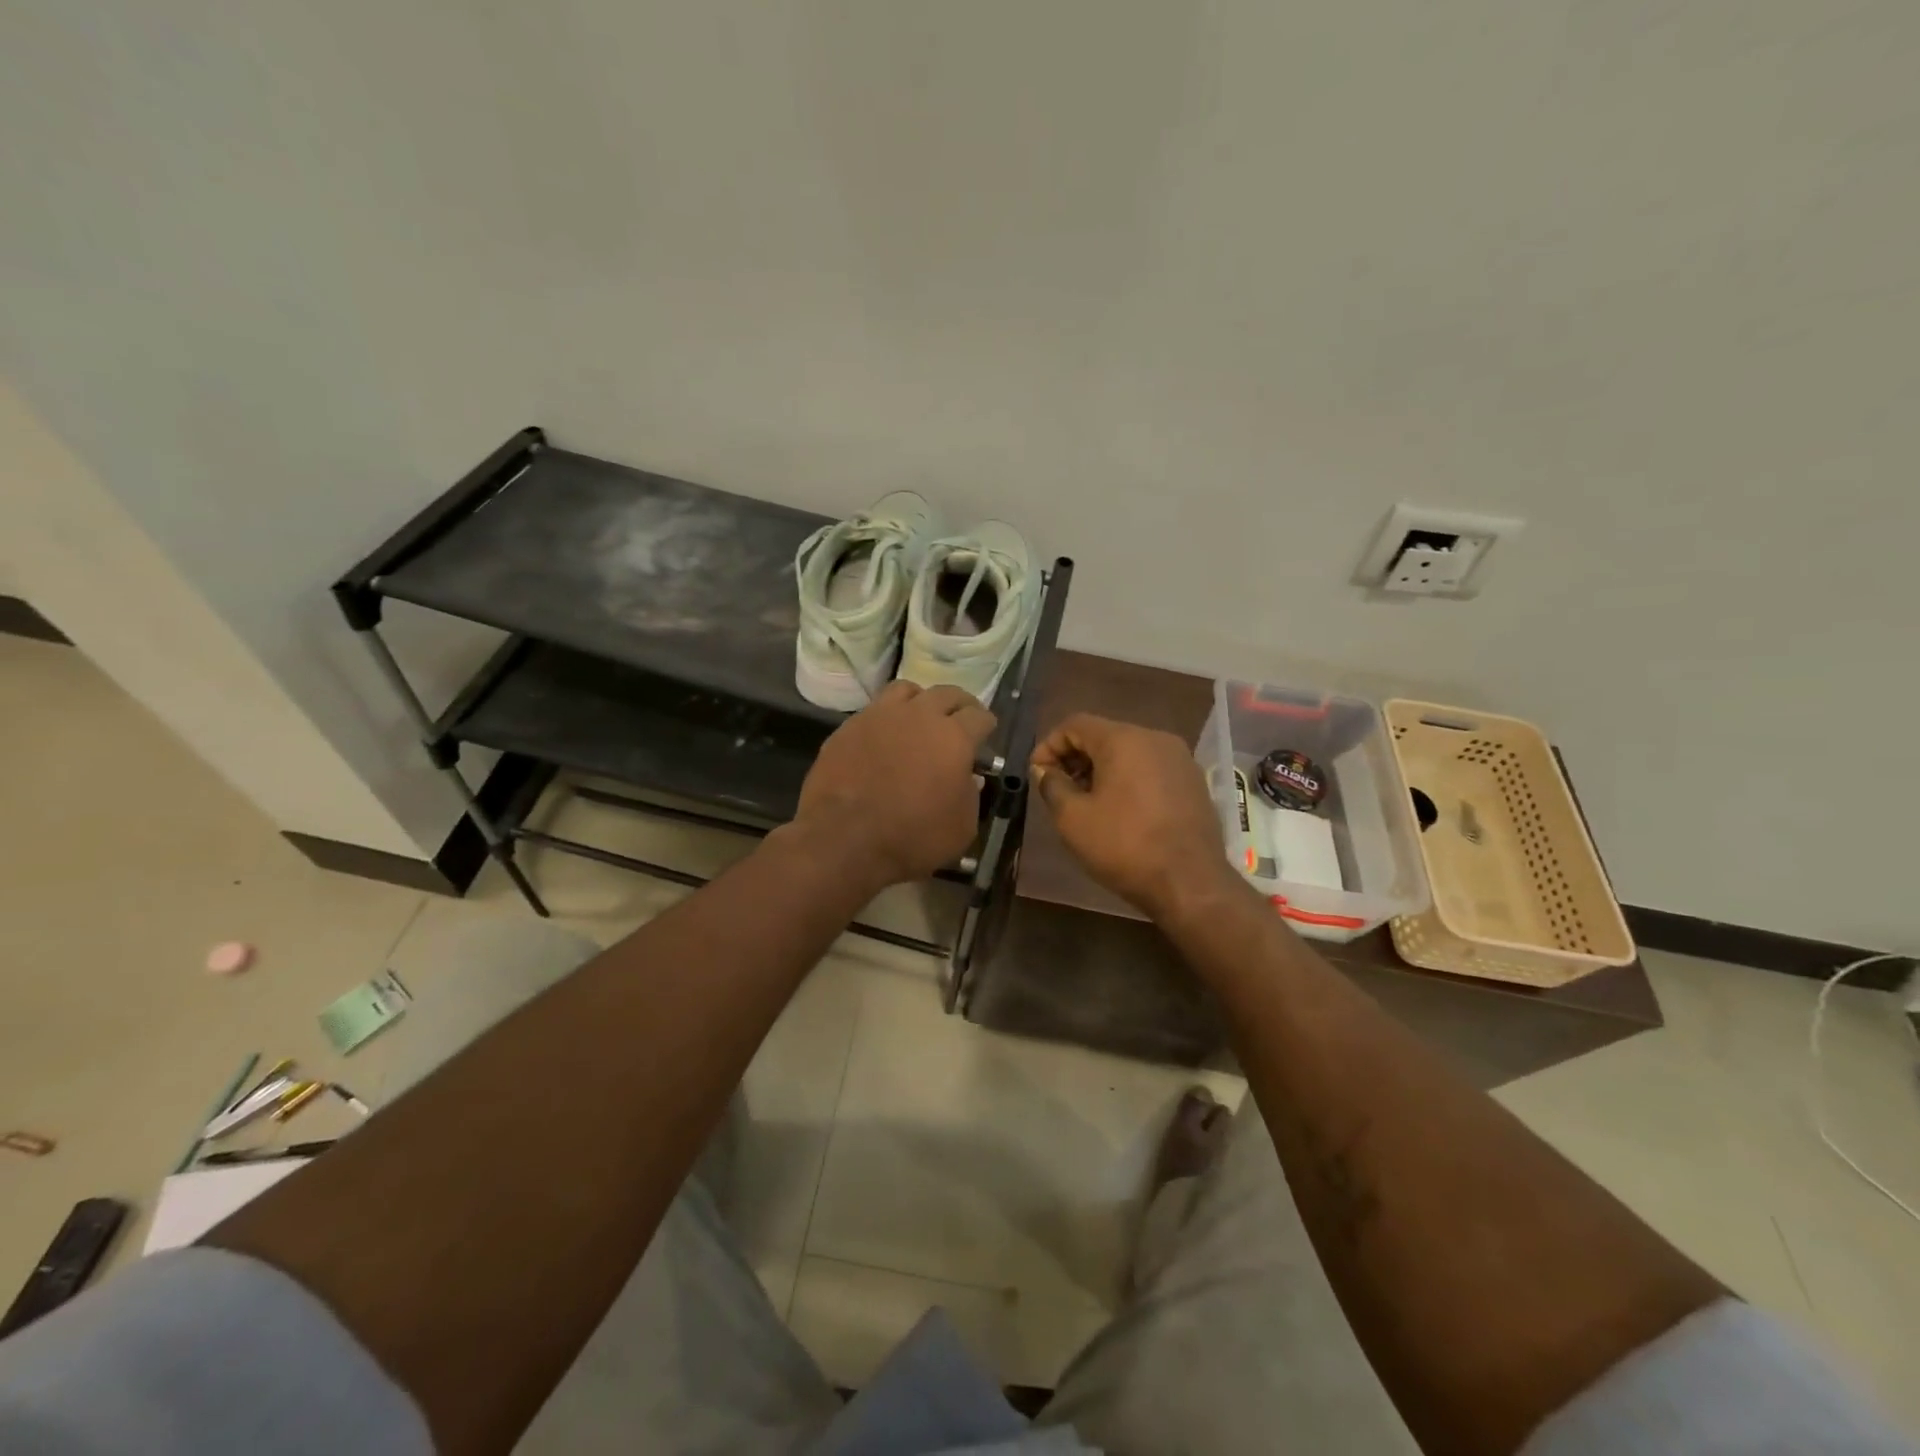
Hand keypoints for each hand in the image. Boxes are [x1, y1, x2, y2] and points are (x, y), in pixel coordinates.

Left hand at [793, 681, 995, 891]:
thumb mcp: (962, 827)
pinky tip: (885, 737)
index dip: (986, 724)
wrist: (845, 839)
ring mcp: (879, 716)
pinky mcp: (848, 727)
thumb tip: (966, 777)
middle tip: (960, 719)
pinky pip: (874, 710)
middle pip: (946, 693)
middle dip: (959, 705)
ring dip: (920, 701)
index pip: (979, 716)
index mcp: (954, 737)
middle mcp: (919, 715)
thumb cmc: (913, 838)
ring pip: (907, 690)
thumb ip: (970, 795)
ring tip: (920, 717)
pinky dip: (886, 718)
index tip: (986, 733)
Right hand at [1031, 713, 1238, 920]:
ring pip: (1129, 752)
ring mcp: (1180, 759)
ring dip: (1101, 770)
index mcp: (1124, 739)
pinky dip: (1129, 780)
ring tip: (1087, 803)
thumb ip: (1052, 786)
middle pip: (1104, 735)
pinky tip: (1120, 811)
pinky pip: (1151, 769)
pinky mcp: (1194, 782)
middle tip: (1058, 790)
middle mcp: (1155, 738)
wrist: (1191, 883)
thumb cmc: (1125, 846)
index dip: (1049, 745)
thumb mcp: (1073, 819)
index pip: (1075, 724)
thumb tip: (1045, 770)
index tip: (1037, 774)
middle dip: (1075, 758)